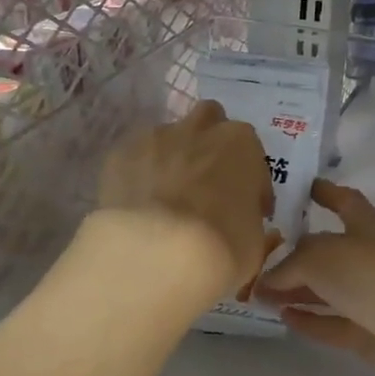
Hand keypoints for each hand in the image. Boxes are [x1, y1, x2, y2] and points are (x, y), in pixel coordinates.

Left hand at [98, 101, 274, 293]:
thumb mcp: (255, 241)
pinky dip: (141, 175)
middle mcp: (200, 128)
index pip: (252, 156)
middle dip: (210, 146)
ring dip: (173, 159)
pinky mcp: (119, 153)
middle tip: (209, 185)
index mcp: (241, 143)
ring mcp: (155, 137)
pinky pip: (136, 159)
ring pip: (168, 139)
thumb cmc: (222, 245)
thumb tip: (248, 224)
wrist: (157, 252)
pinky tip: (140, 205)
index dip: (250, 184)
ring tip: (168, 198)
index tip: (247, 209)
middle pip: (208, 122)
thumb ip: (251, 221)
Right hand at [256, 179, 374, 375]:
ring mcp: (371, 299)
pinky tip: (282, 316)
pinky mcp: (369, 335)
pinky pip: (332, 325)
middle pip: (327, 251)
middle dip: (295, 251)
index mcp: (366, 228)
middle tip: (255, 252)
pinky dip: (309, 321)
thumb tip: (267, 280)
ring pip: (327, 291)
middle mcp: (369, 260)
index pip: (343, 201)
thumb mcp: (324, 256)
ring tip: (257, 291)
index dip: (323, 192)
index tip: (297, 187)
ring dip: (295, 289)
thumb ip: (290, 264)